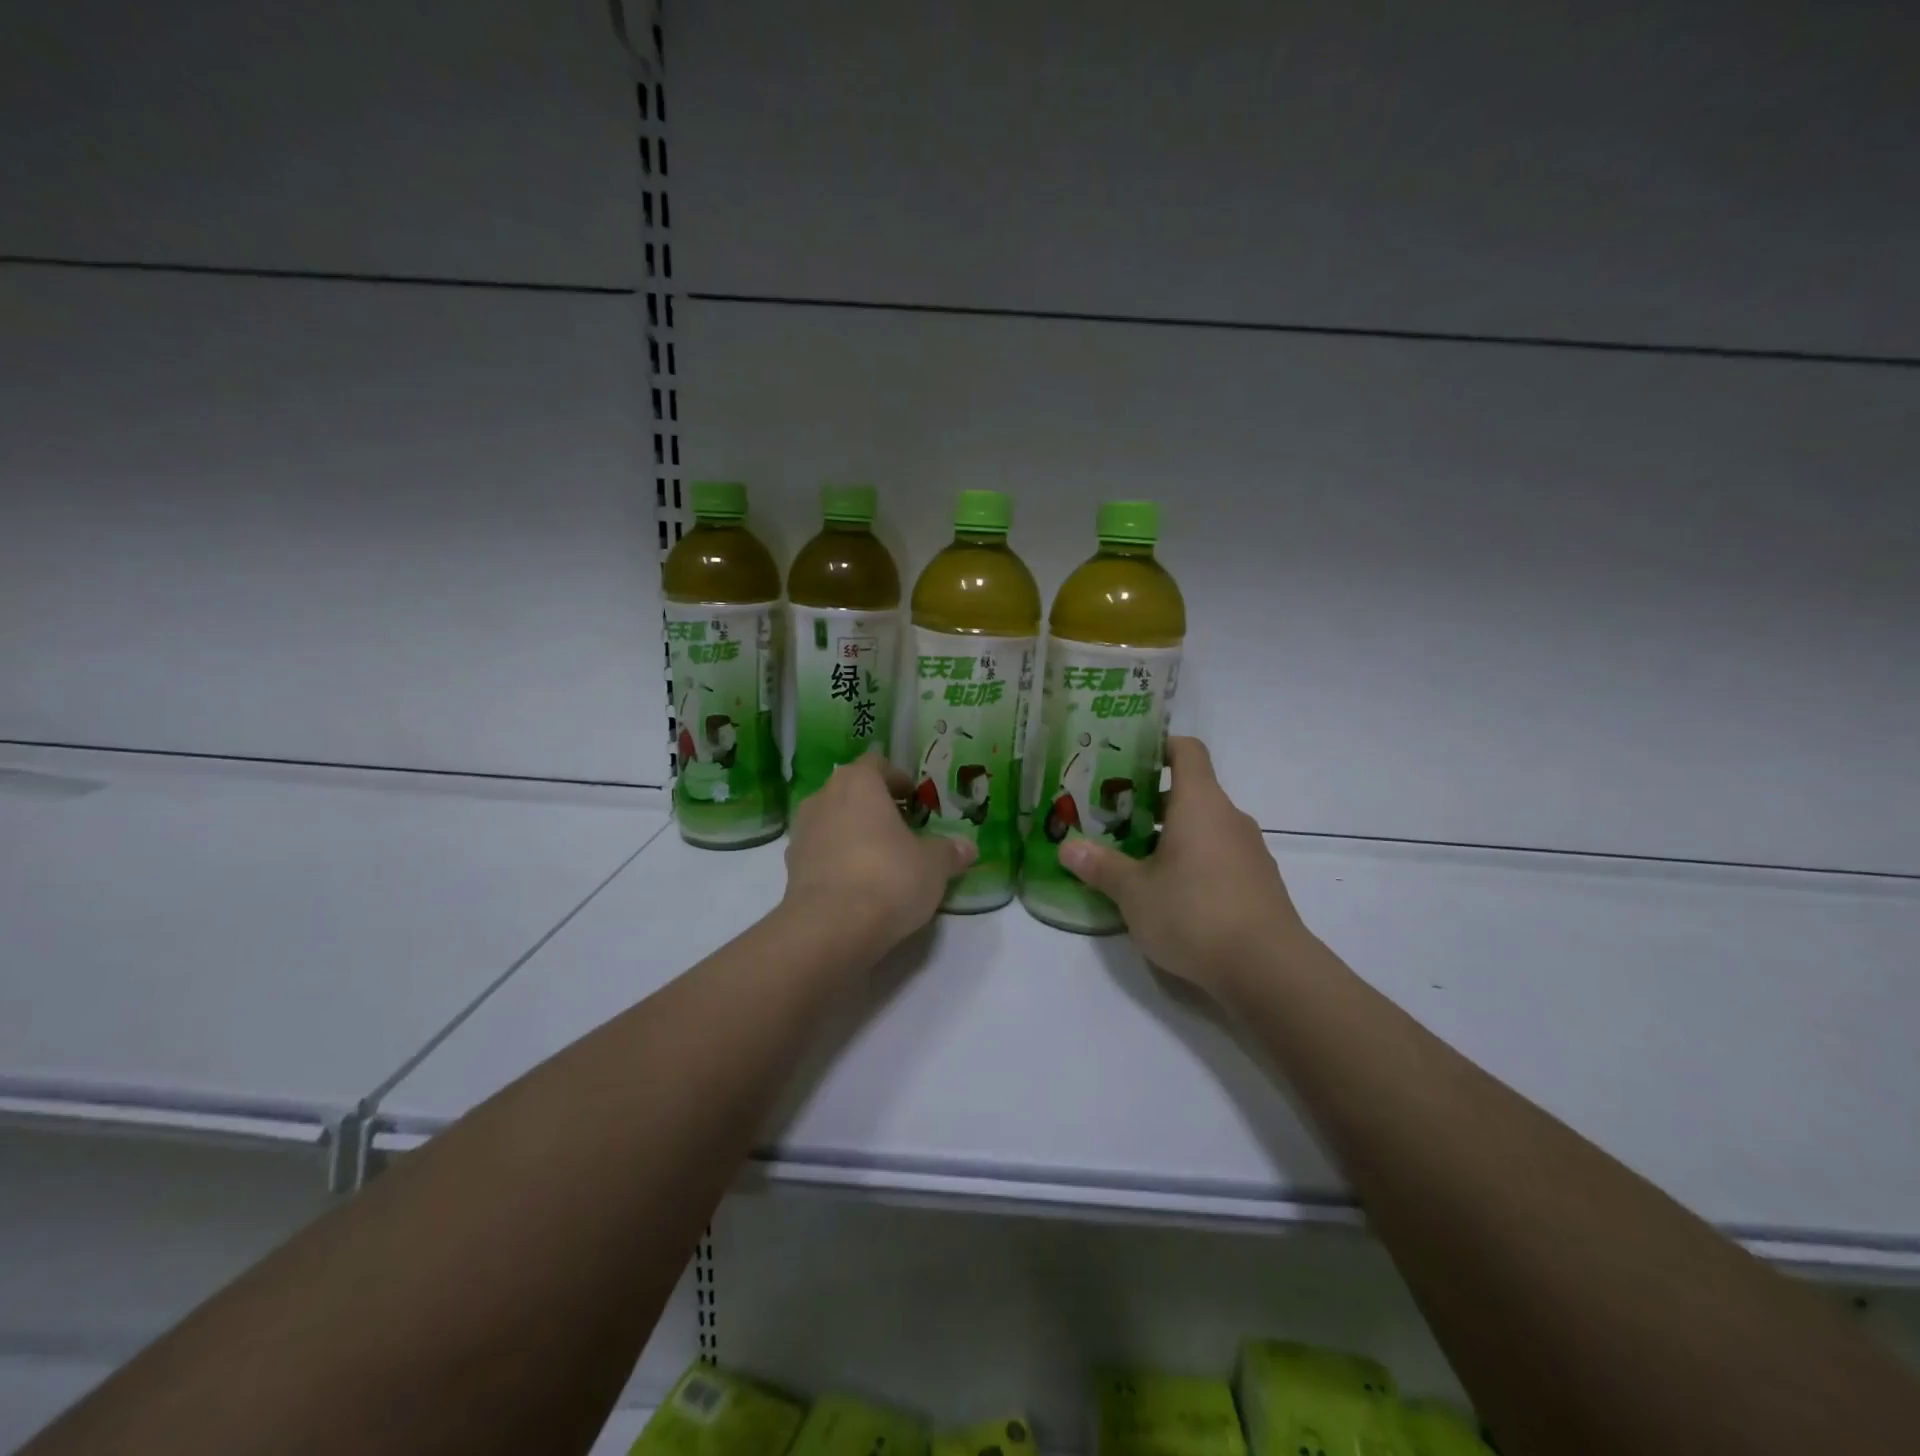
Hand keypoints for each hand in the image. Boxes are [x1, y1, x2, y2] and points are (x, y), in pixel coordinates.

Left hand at [782, 751, 976, 953]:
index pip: (877, 764)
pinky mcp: (790, 867)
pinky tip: (859, 885)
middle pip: (852, 791)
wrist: (830, 928)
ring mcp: (802, 832)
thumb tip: (967, 847)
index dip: (898, 779)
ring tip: (881, 859)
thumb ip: (949, 851)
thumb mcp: (933, 865)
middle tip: (903, 830)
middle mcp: (824, 797)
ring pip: (833, 822)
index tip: (915, 800)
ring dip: (854, 833)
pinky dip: (838, 860)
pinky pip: (821, 853)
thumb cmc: (888, 877)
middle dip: (876, 807)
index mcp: (858, 782)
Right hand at [1059, 737, 1310, 997]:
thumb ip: (1101, 867)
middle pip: (1190, 792)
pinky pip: (1219, 856)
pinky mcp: (1259, 883)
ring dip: (1172, 836)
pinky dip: (1194, 862)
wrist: (1268, 970)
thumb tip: (1067, 847)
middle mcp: (1229, 818)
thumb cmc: (1194, 913)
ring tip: (1135, 860)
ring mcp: (1249, 851)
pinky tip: (1170, 894)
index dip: (1160, 746)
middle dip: (1150, 803)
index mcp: (1200, 804)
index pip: (1187, 751)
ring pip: (1204, 827)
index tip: (1129, 759)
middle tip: (1113, 819)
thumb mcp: (1134, 892)